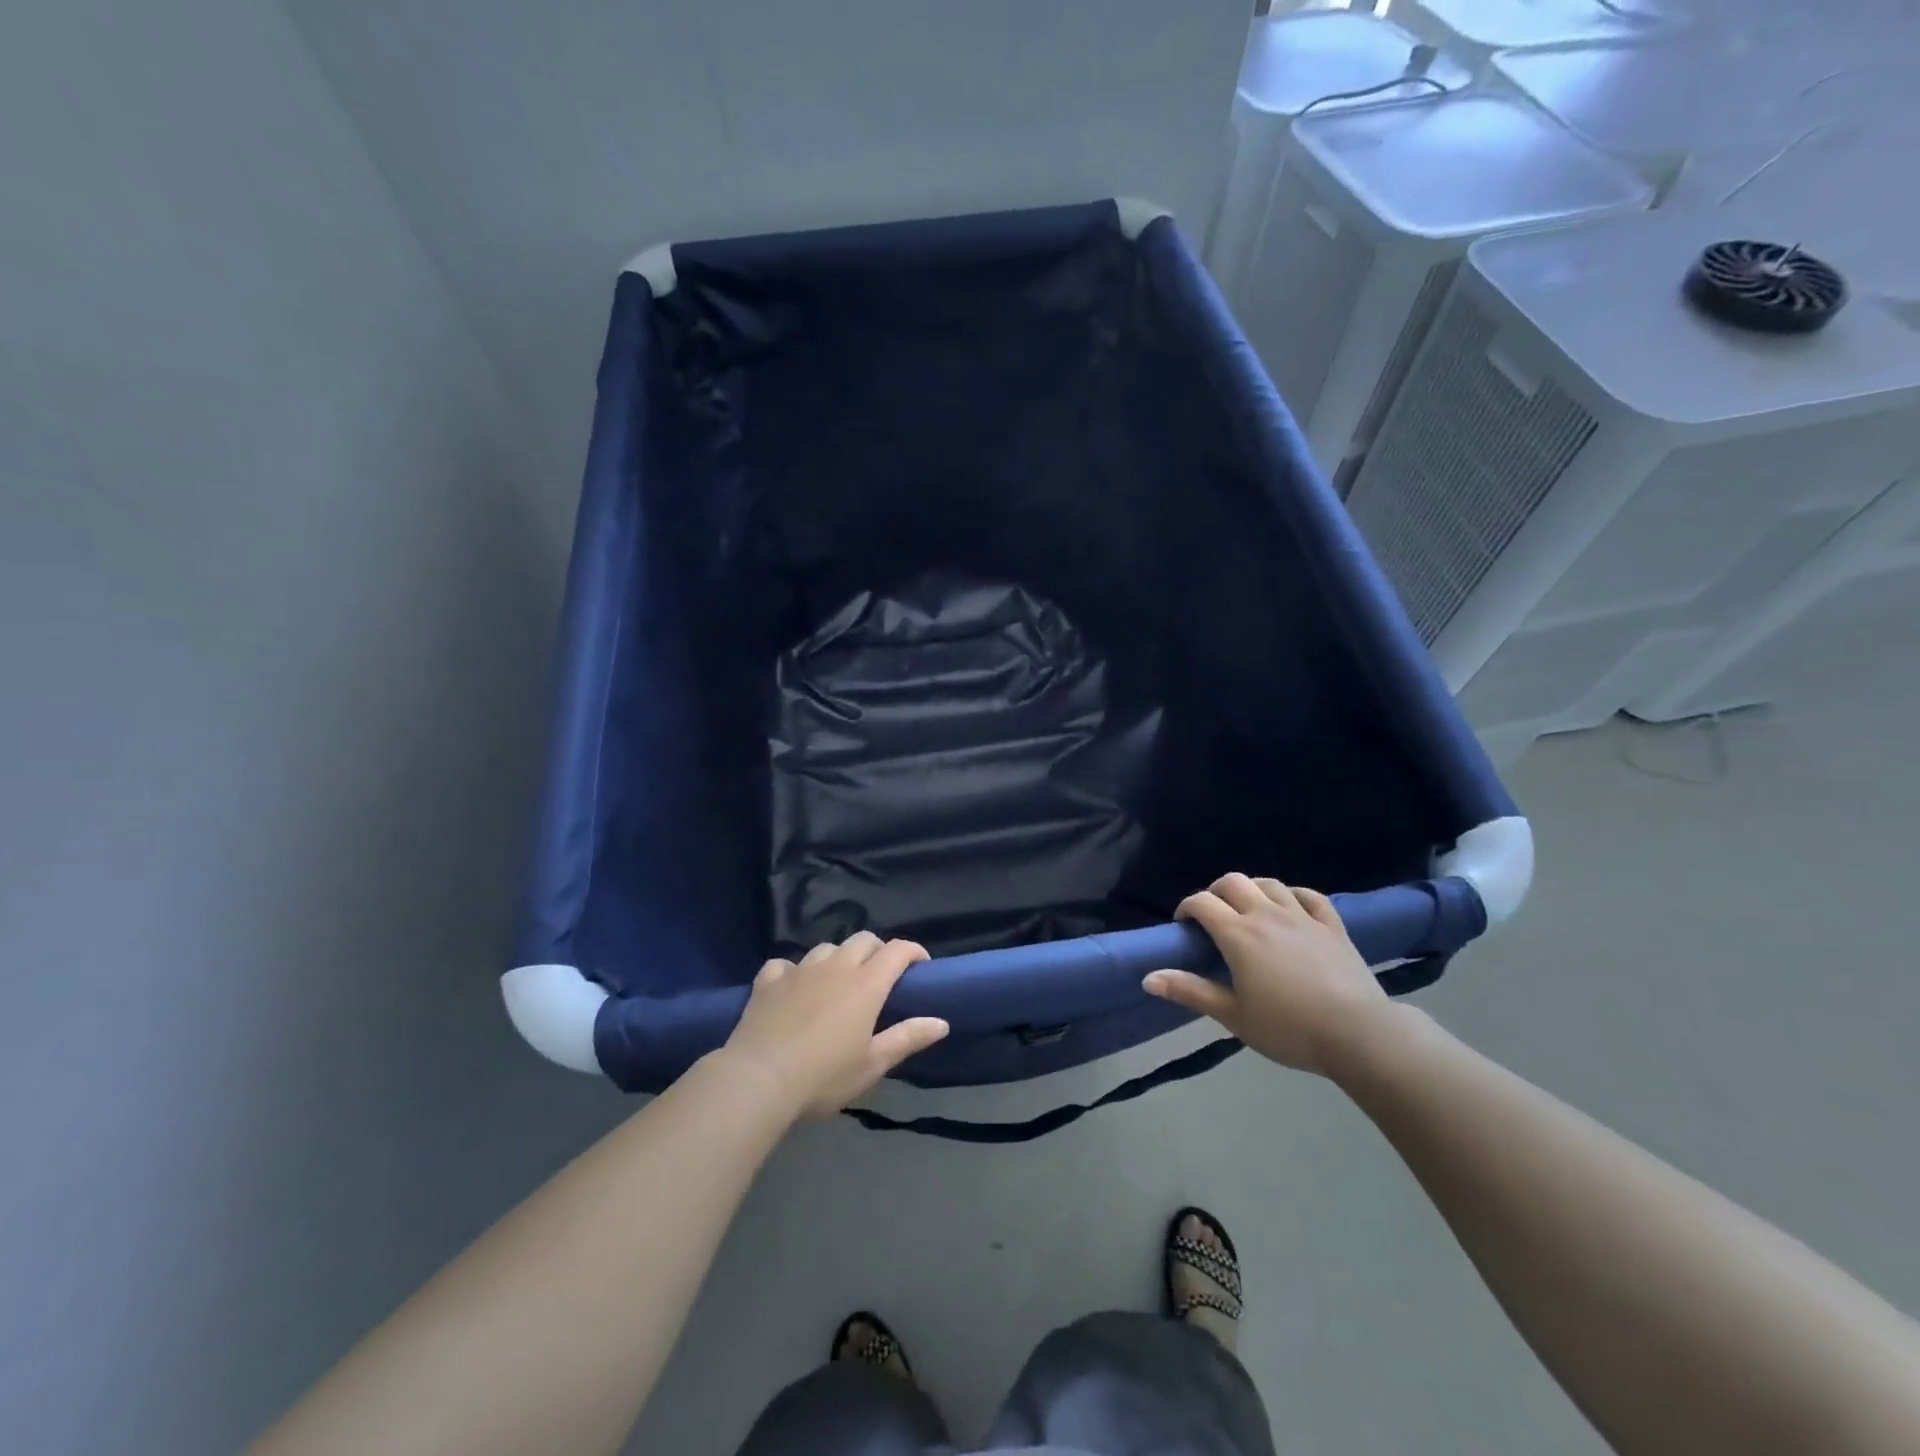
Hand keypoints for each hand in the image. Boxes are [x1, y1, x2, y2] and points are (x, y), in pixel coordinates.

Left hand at [720, 933, 949, 1120]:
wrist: (758, 1079)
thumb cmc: (824, 1076)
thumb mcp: (873, 1064)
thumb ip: (908, 1038)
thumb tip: (942, 1022)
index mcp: (866, 984)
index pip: (897, 950)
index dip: (913, 951)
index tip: (921, 966)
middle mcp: (835, 966)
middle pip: (863, 940)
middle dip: (878, 950)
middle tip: (881, 976)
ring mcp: (799, 970)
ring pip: (826, 948)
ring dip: (839, 958)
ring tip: (838, 982)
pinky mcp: (769, 980)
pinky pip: (785, 964)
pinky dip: (795, 971)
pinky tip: (793, 987)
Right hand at [1142, 872, 1390, 1075]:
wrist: (1358, 1034)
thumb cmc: (1288, 1028)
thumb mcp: (1232, 1015)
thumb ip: (1190, 992)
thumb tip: (1147, 978)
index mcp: (1238, 934)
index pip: (1202, 903)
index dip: (1186, 908)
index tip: (1183, 926)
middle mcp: (1266, 914)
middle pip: (1233, 882)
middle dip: (1215, 891)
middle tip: (1212, 916)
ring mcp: (1302, 916)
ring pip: (1269, 883)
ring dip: (1252, 889)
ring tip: (1248, 909)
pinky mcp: (1332, 925)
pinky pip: (1309, 896)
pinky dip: (1293, 895)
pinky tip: (1290, 906)